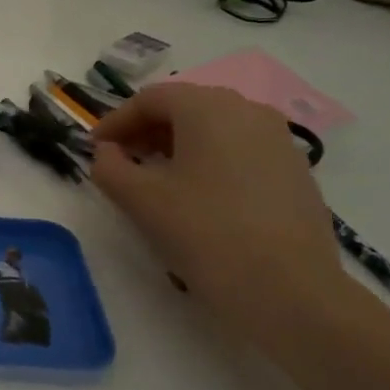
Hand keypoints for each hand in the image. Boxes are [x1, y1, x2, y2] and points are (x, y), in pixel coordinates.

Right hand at [89, 83, 344, 332]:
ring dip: (178, 145)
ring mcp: (279, 141)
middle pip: (185, 107)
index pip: (150, 99)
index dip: (115, 121)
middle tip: (121, 160)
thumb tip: (107, 152)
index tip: (94, 148)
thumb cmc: (203, 232)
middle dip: (147, 130)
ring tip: (156, 178)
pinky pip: (240, 151)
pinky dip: (210, 161)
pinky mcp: (296, 172)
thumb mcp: (139, 199)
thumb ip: (109, 166)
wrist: (288, 291)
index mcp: (208, 108)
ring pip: (215, 129)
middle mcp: (248, 111)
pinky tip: (198, 196)